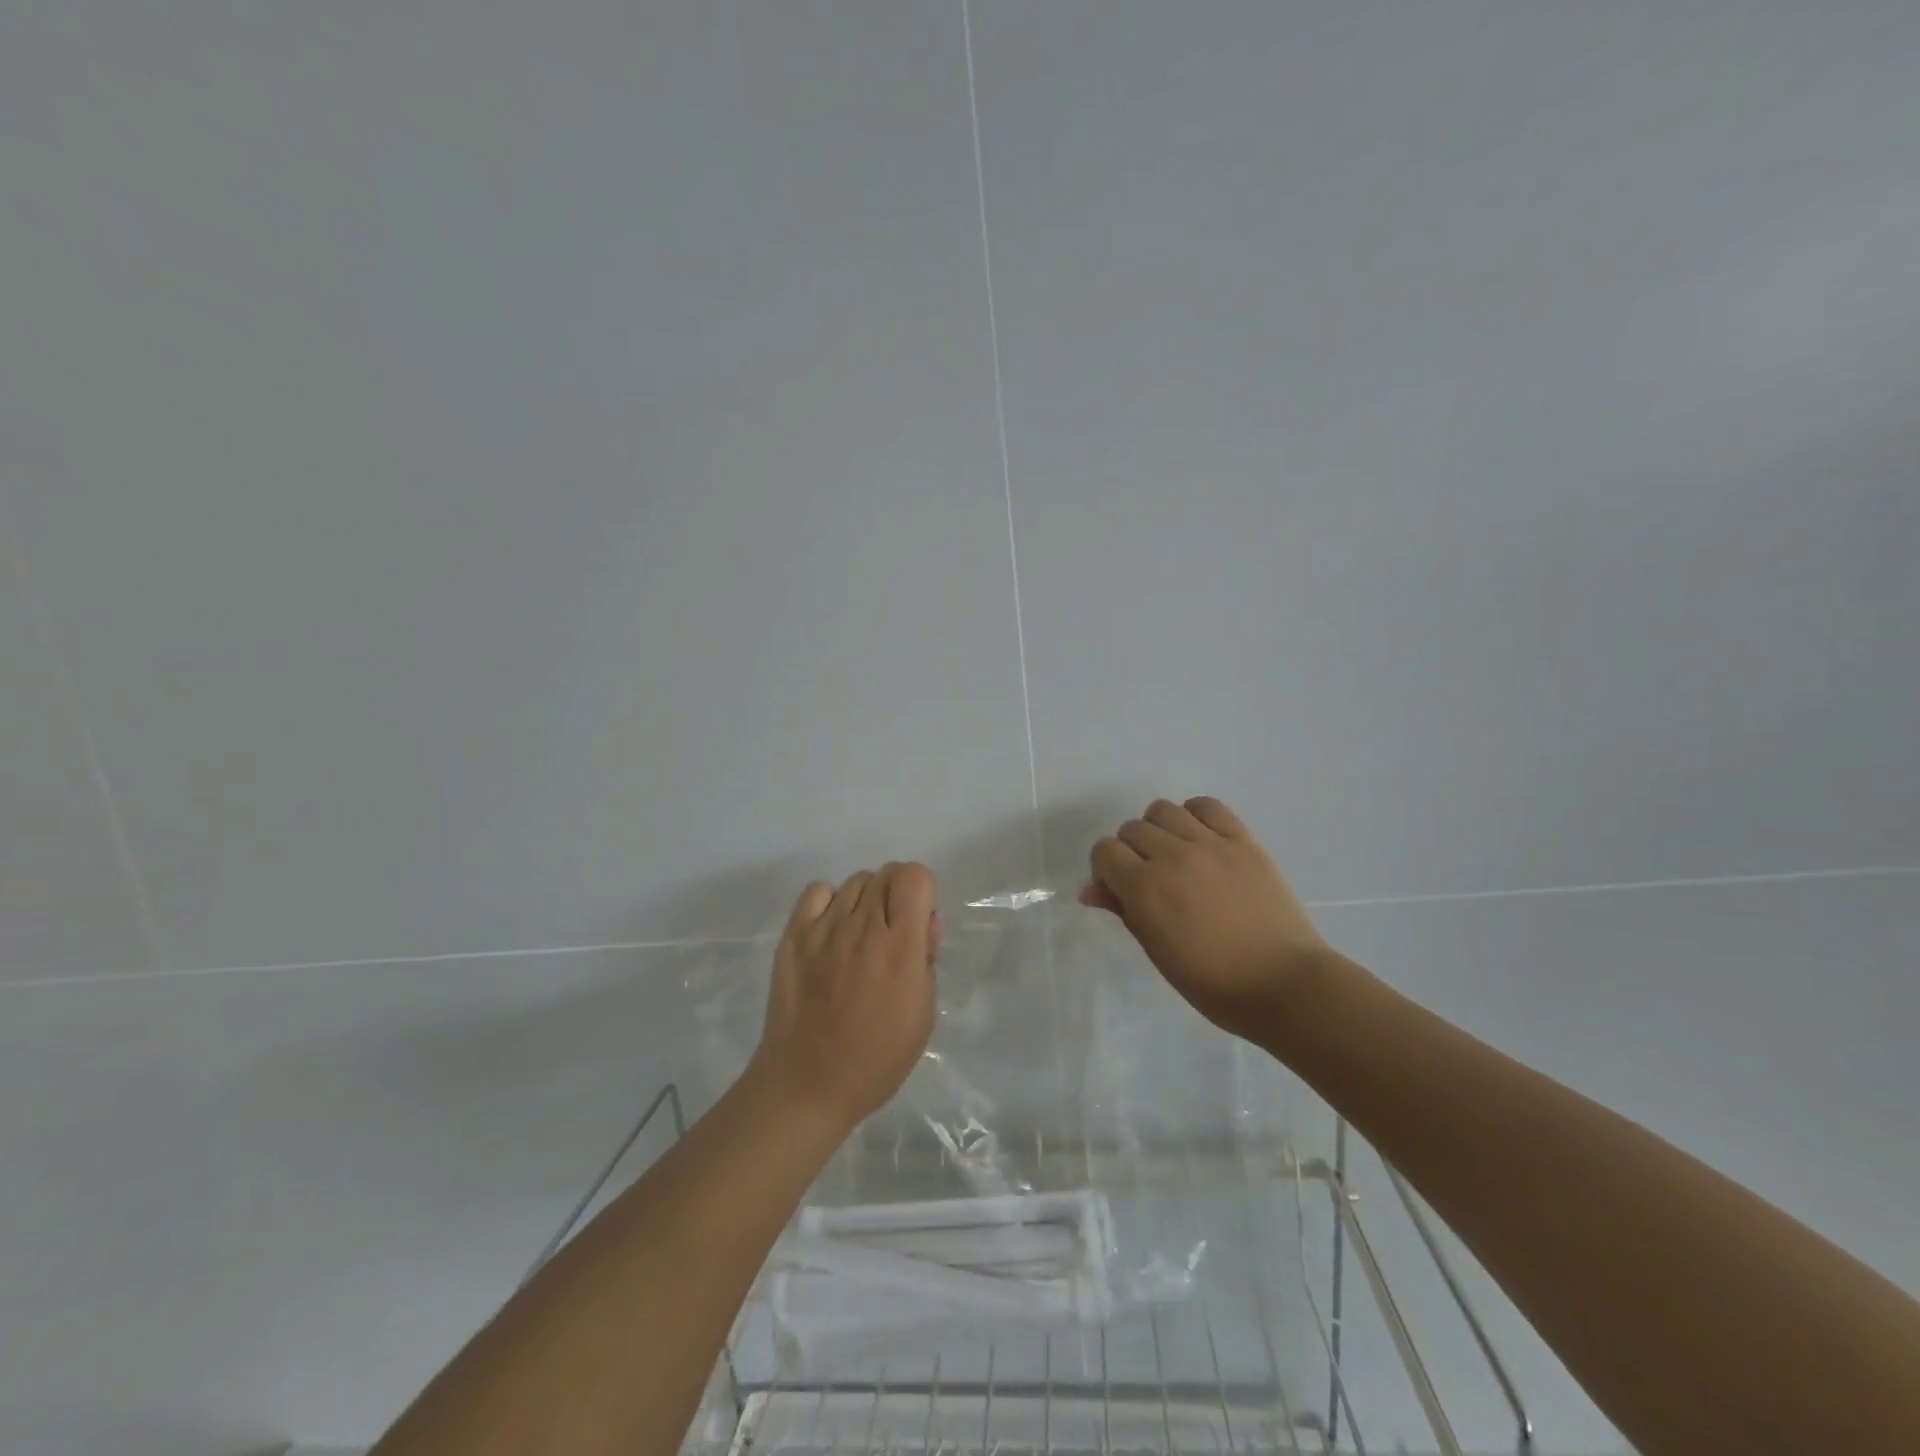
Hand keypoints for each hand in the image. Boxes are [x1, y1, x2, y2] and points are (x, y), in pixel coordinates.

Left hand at [753, 862, 940, 1134]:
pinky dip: (829, 903)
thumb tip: (928, 920)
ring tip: (859, 937)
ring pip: (854, 882)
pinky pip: (817, 892)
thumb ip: (928, 960)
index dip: (922, 890)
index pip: (914, 876)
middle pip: (885, 873)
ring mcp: (824, 929)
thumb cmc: (876, 1059)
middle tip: (891, 931)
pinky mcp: (793, 936)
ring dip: (865, 900)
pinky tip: (830, 932)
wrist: (808, 1085)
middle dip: (896, 893)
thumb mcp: (923, 1016)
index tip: (918, 919)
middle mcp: (863, 927)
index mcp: (901, 947)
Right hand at [1082, 797, 1333, 1041]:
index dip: (1106, 869)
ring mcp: (1211, 844)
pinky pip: (1207, 806)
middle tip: (1148, 879)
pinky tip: (1200, 838)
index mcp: (1146, 889)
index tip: (1119, 890)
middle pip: (1132, 829)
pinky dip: (1195, 816)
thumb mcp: (1158, 952)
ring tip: (1174, 855)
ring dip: (1159, 829)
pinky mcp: (1243, 840)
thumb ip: (1123, 911)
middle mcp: (1173, 856)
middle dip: (1130, 851)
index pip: (1105, 851)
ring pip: (1164, 810)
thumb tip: (1091, 890)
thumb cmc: (1213, 983)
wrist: (1285, 984)